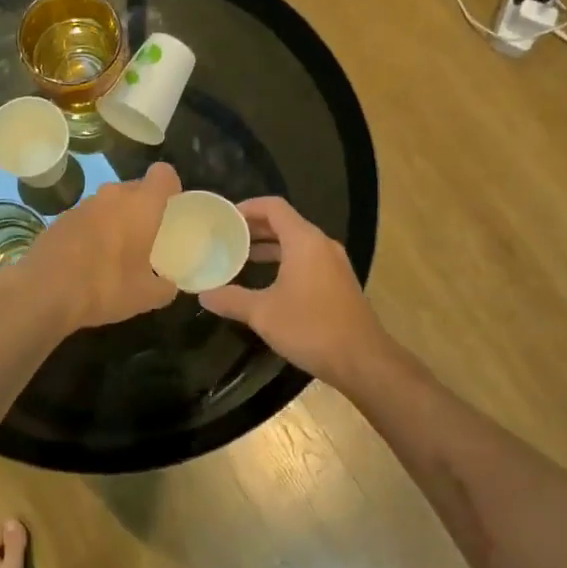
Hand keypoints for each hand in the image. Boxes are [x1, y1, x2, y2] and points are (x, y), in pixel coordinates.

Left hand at [11, 162, 180, 330]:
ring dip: (118, 218)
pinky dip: (94, 230)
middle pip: (136, 188)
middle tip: (150, 236)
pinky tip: (90, 259)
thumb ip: (165, 287)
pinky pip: (88, 217)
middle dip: (145, 207)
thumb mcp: (146, 296)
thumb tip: (169, 286)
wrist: (43, 292)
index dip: (172, 187)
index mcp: (141, 205)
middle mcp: (112, 195)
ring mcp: (83, 204)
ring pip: (110, 203)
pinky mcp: (60, 218)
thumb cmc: (105, 287)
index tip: (173, 209)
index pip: (164, 174)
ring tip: (119, 251)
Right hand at [200, 197, 391, 386]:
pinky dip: (285, 261)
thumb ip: (231, 299)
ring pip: (297, 243)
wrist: (362, 360)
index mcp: (304, 241)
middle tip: (227, 236)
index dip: (248, 207)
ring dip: (270, 246)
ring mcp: (334, 264)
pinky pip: (307, 259)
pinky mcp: (339, 282)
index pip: (274, 207)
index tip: (225, 217)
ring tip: (241, 257)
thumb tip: (204, 294)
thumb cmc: (311, 328)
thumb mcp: (263, 314)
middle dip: (255, 227)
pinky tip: (268, 282)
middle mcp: (321, 245)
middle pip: (285, 223)